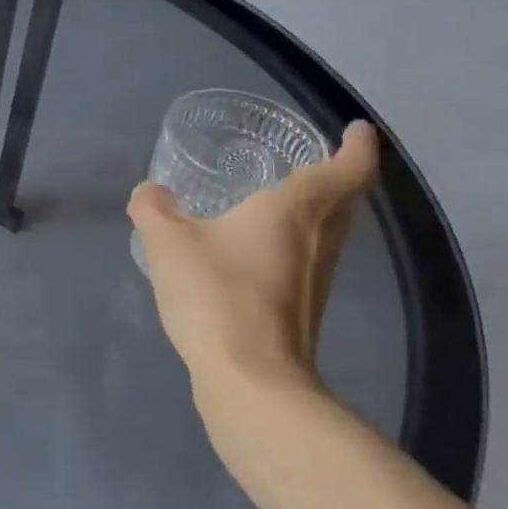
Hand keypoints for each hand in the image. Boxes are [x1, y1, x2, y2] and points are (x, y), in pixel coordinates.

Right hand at [128, 121, 378, 423]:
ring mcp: (315, 281)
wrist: (249, 379)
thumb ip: (153, 209)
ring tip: (277, 200)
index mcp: (296, 211)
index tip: (356, 129)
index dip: (357, 145)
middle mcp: (320, 241)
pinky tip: (253, 252)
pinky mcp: (301, 311)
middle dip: (337, 176)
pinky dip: (292, 244)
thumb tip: (150, 192)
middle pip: (344, 201)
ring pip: (329, 233)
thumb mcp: (167, 241)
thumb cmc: (216, 293)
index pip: (347, 168)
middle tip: (309, 159)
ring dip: (316, 212)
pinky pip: (305, 261)